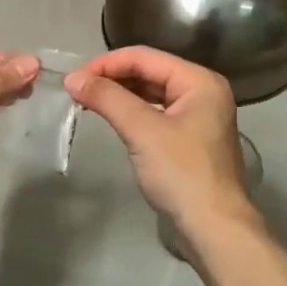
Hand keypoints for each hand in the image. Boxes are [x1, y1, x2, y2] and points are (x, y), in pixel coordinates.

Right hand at [64, 48, 256, 236]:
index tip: (73, 78)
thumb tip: (72, 78)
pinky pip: (156, 114)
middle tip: (76, 90)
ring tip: (87, 101)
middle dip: (112, 77)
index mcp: (199, 81)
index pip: (145, 57)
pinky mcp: (189, 139)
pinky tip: (111, 118)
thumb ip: (107, 98)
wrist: (214, 228)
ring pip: (151, 93)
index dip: (106, 63)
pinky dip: (132, 112)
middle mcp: (202, 92)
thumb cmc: (182, 173)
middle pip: (149, 72)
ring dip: (120, 95)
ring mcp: (198, 117)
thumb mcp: (142, 131)